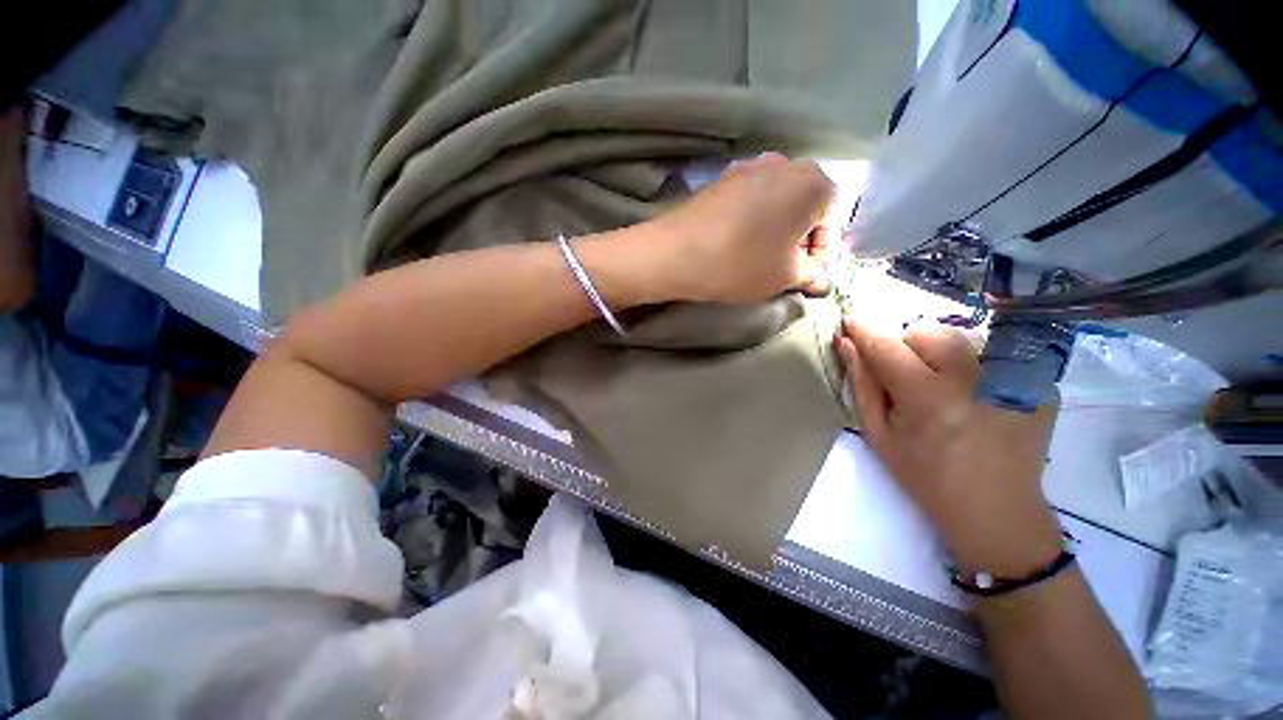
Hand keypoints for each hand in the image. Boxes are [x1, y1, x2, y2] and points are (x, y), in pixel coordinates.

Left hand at [653, 153, 837, 303]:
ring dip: (778, 229)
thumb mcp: (785, 276)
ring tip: (762, 257)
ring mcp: (750, 166)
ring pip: (778, 201)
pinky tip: (740, 242)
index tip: (809, 276)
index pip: (833, 220)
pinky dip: (755, 220)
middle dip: (801, 239)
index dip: (824, 253)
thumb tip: (820, 276)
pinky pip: (752, 199)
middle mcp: (786, 163)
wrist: (676, 252)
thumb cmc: (740, 263)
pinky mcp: (723, 177)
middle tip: (787, 268)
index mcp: (813, 183)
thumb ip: (811, 273)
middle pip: (806, 206)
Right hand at [835, 318, 1064, 575]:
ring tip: (942, 388)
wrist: (997, 511)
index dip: (864, 330)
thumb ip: (862, 384)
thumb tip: (847, 345)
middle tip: (906, 378)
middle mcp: (975, 380)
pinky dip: (973, 369)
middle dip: (907, 346)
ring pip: (960, 338)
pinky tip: (975, 399)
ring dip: (939, 354)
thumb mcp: (880, 434)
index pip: (887, 346)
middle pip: (927, 332)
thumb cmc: (925, 476)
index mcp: (929, 398)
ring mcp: (1014, 379)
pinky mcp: (1037, 384)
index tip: (849, 320)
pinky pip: (990, 356)